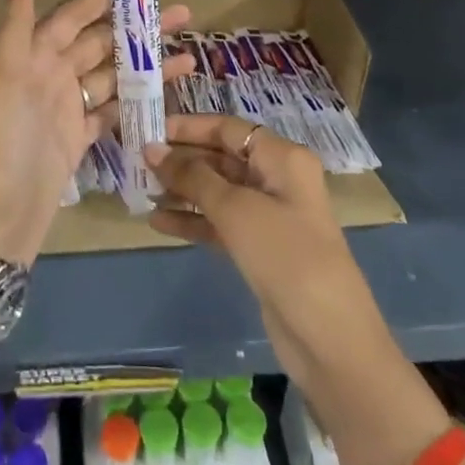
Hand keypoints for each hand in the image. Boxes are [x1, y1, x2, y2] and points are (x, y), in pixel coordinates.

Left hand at [0, 0, 192, 265]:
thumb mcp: (4, 85)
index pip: (69, 18)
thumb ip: (16, 32)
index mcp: (31, 59)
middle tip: (182, 15)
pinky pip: (112, 111)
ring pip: (111, 77)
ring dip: (145, 65)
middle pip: (98, 44)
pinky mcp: (78, 140)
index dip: (99, 0)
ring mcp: (65, 110)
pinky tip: (166, 93)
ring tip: (187, 54)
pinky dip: (136, 101)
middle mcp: (49, 78)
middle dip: (136, 29)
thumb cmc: (0, 147)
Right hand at [146, 115, 388, 409]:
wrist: (328, 337)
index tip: (149, 129)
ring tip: (141, 189)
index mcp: (282, 157)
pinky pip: (219, 223)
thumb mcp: (236, 209)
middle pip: (221, 157)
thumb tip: (152, 150)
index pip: (228, 128)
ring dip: (182, 190)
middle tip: (137, 161)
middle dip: (181, 159)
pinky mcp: (259, 248)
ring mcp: (269, 215)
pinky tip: (158, 222)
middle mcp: (277, 179)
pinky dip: (192, 221)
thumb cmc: (284, 255)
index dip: (189, 127)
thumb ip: (192, 177)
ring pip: (217, 191)